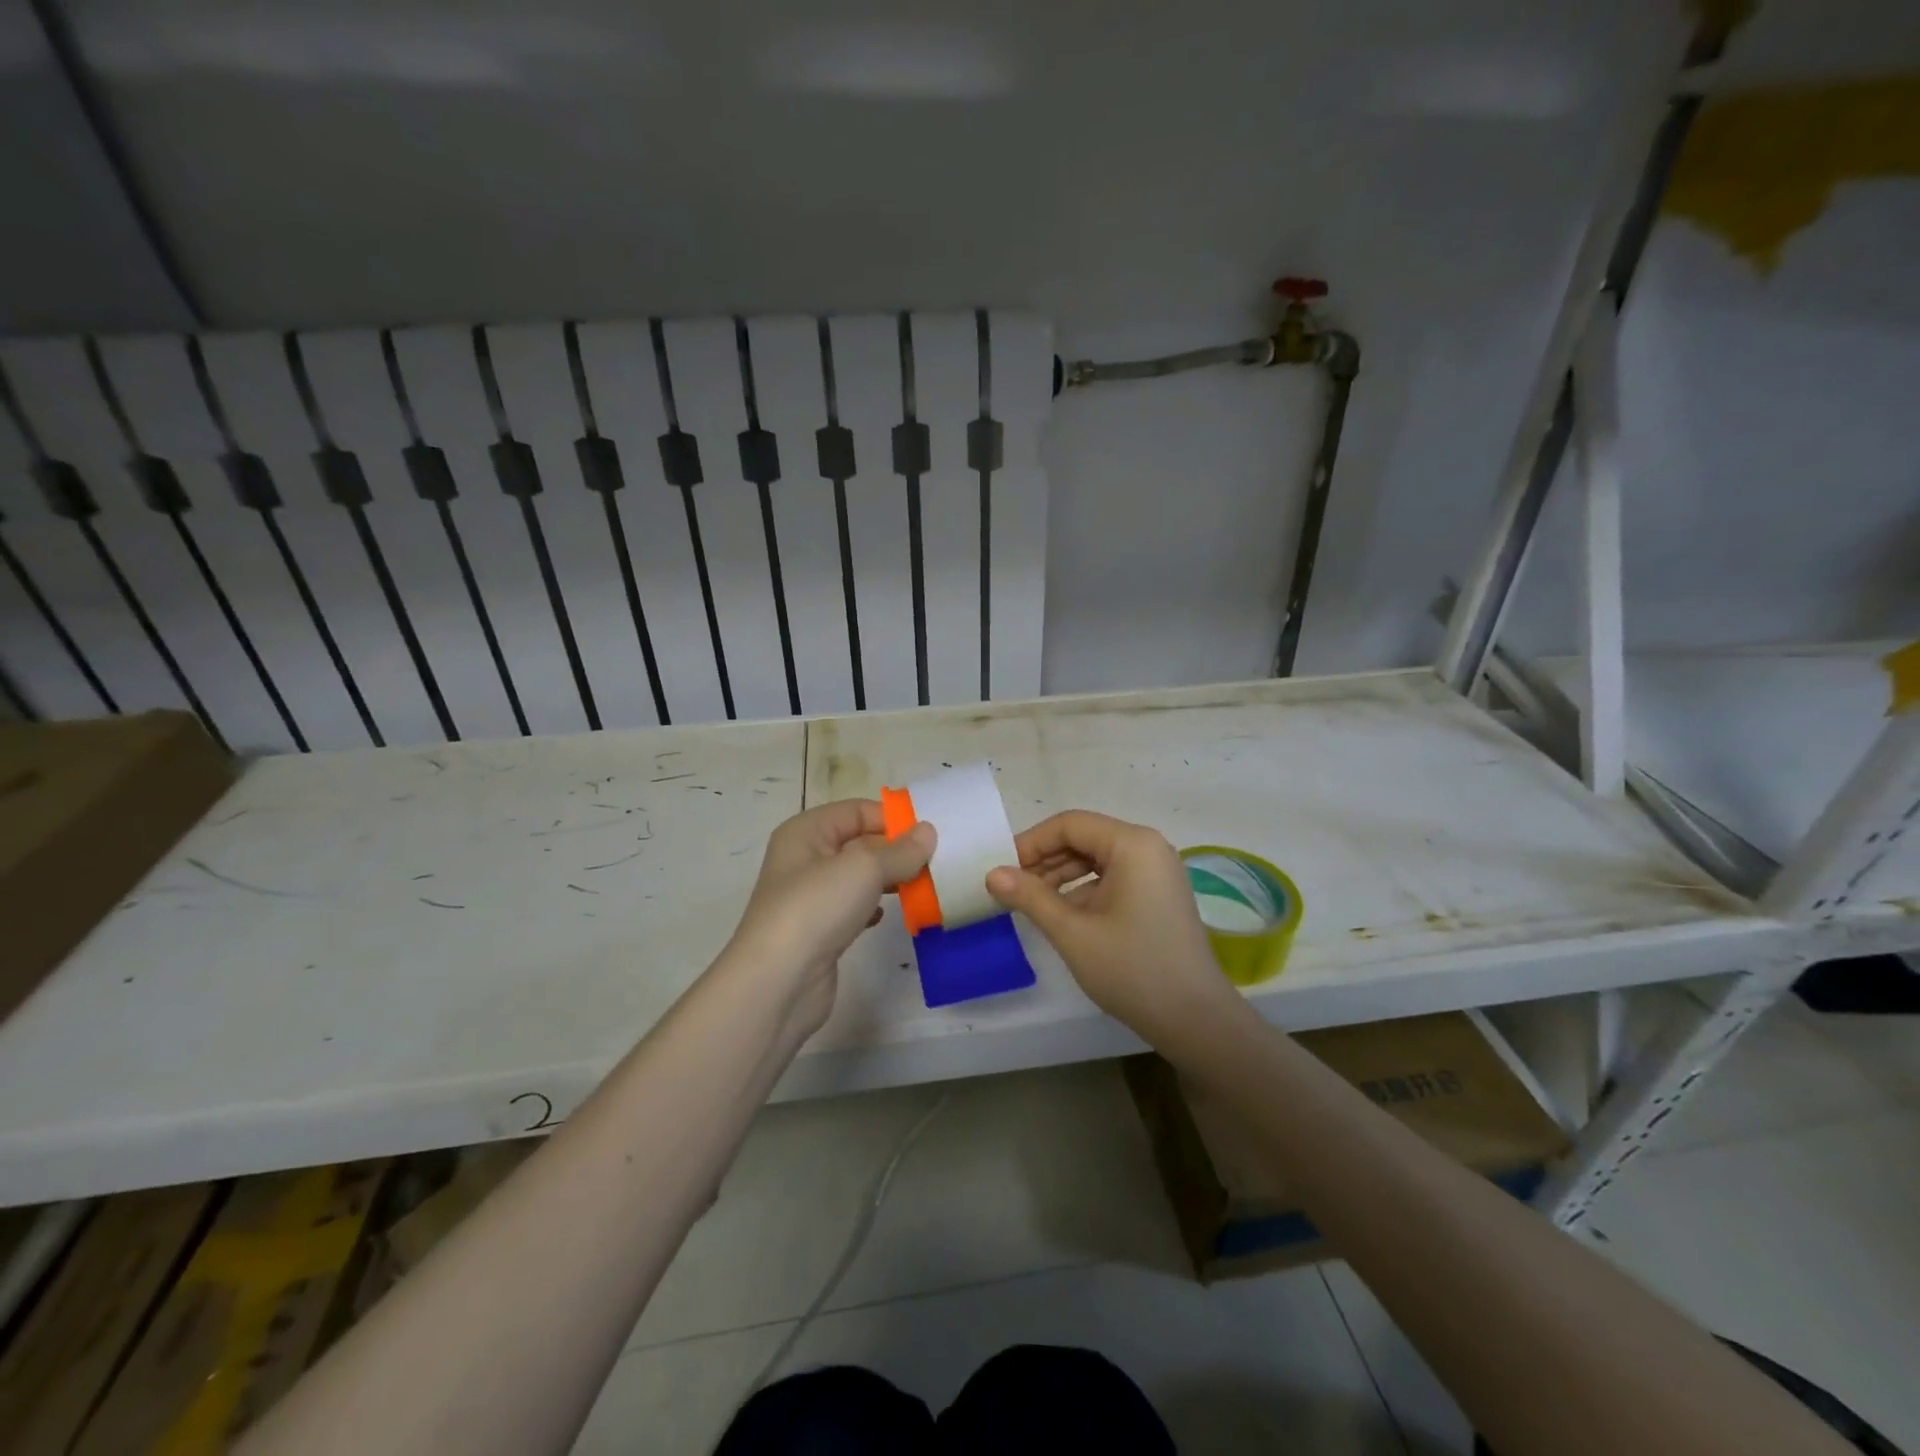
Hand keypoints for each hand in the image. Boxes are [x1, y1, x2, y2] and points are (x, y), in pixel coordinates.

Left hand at [724, 800, 934, 1036]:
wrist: (777, 983)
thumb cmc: (816, 908)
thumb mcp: (864, 868)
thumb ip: (900, 850)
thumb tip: (928, 832)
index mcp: (806, 831)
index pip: (857, 810)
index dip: (892, 818)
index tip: (930, 834)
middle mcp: (805, 858)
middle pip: (859, 842)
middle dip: (895, 850)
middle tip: (935, 862)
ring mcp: (811, 896)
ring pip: (859, 877)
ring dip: (889, 880)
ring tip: (922, 887)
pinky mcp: (819, 930)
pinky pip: (854, 907)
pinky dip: (873, 908)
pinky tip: (888, 916)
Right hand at [986, 810, 1245, 1046]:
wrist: (1195, 1020)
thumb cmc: (1132, 969)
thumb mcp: (1072, 932)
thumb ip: (1030, 897)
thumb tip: (992, 874)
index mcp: (1133, 844)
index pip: (1070, 825)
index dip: (1031, 843)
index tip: (1002, 870)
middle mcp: (1148, 847)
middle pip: (1084, 838)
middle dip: (1045, 860)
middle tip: (1012, 889)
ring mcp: (1157, 871)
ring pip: (1096, 859)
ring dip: (1061, 876)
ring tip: (1032, 905)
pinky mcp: (1158, 894)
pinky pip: (1113, 877)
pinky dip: (1084, 890)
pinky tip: (1063, 917)